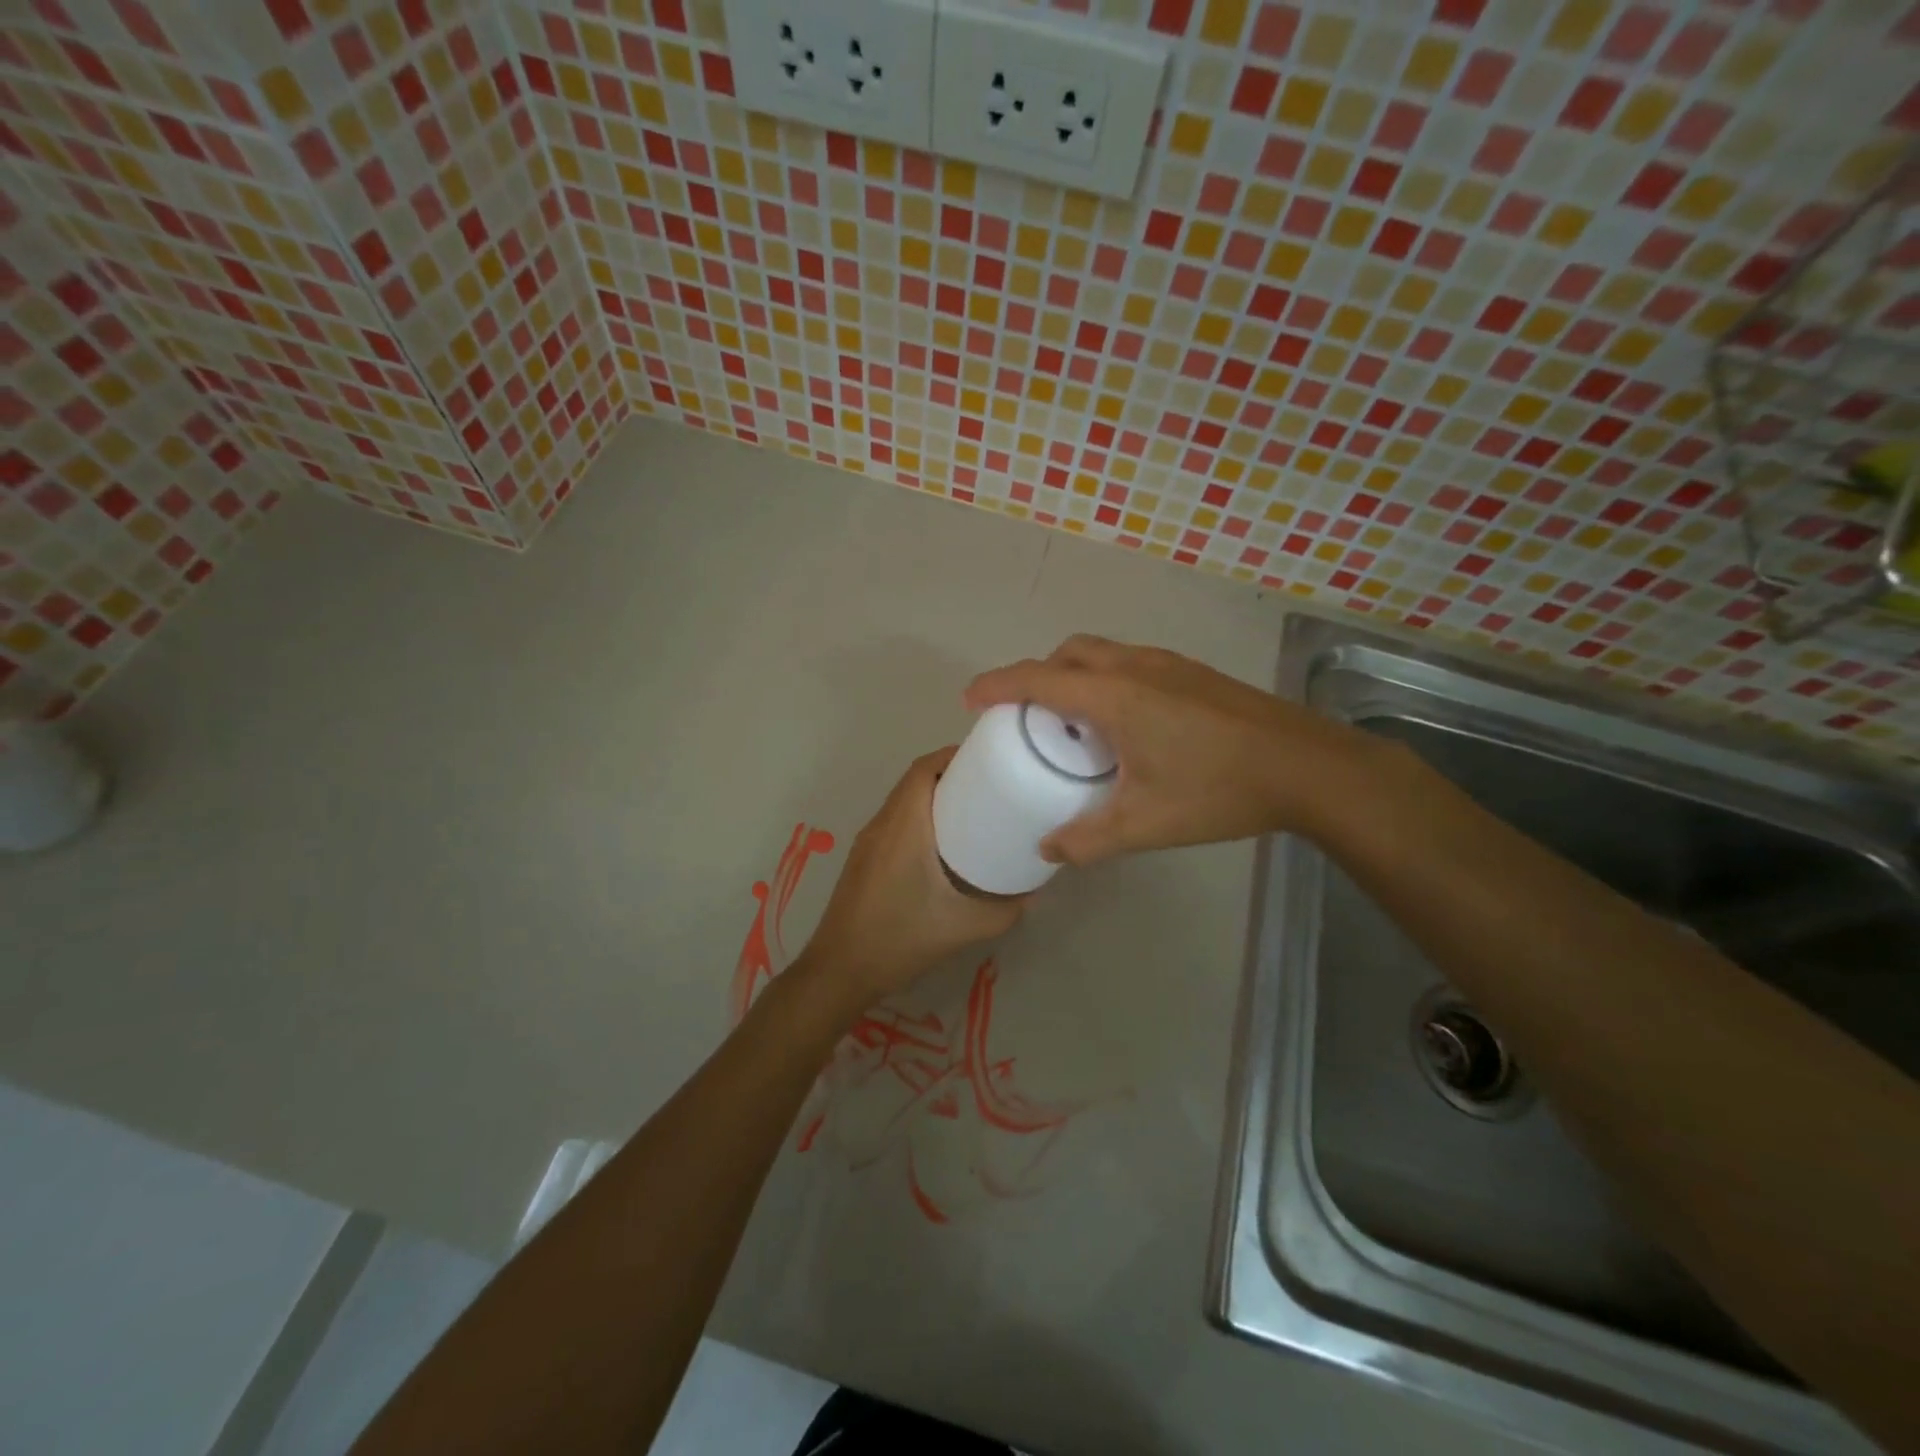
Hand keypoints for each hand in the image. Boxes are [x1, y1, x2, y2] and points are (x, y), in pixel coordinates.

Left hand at [799, 747, 1023, 1006]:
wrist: (839, 971)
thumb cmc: (899, 939)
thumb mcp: (962, 927)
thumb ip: (1004, 911)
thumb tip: (1033, 893)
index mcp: (903, 826)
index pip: (924, 768)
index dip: (954, 755)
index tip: (989, 760)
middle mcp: (882, 824)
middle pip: (915, 779)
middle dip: (951, 774)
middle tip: (991, 786)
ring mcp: (868, 841)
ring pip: (903, 800)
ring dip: (934, 795)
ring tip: (974, 809)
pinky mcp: (864, 859)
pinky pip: (895, 821)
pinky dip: (920, 816)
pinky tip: (945, 844)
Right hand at [965, 635, 1372, 864]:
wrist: (1308, 767)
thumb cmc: (1219, 790)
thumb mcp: (1145, 823)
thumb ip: (1088, 840)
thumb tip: (1048, 850)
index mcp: (1113, 696)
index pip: (1037, 679)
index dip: (997, 685)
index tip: (970, 700)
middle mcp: (1135, 667)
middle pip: (1068, 653)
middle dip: (1036, 674)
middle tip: (1026, 714)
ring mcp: (1168, 664)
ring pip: (1102, 653)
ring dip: (1074, 674)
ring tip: (1073, 720)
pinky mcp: (1193, 673)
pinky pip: (1130, 662)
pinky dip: (1106, 679)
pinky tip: (1126, 723)